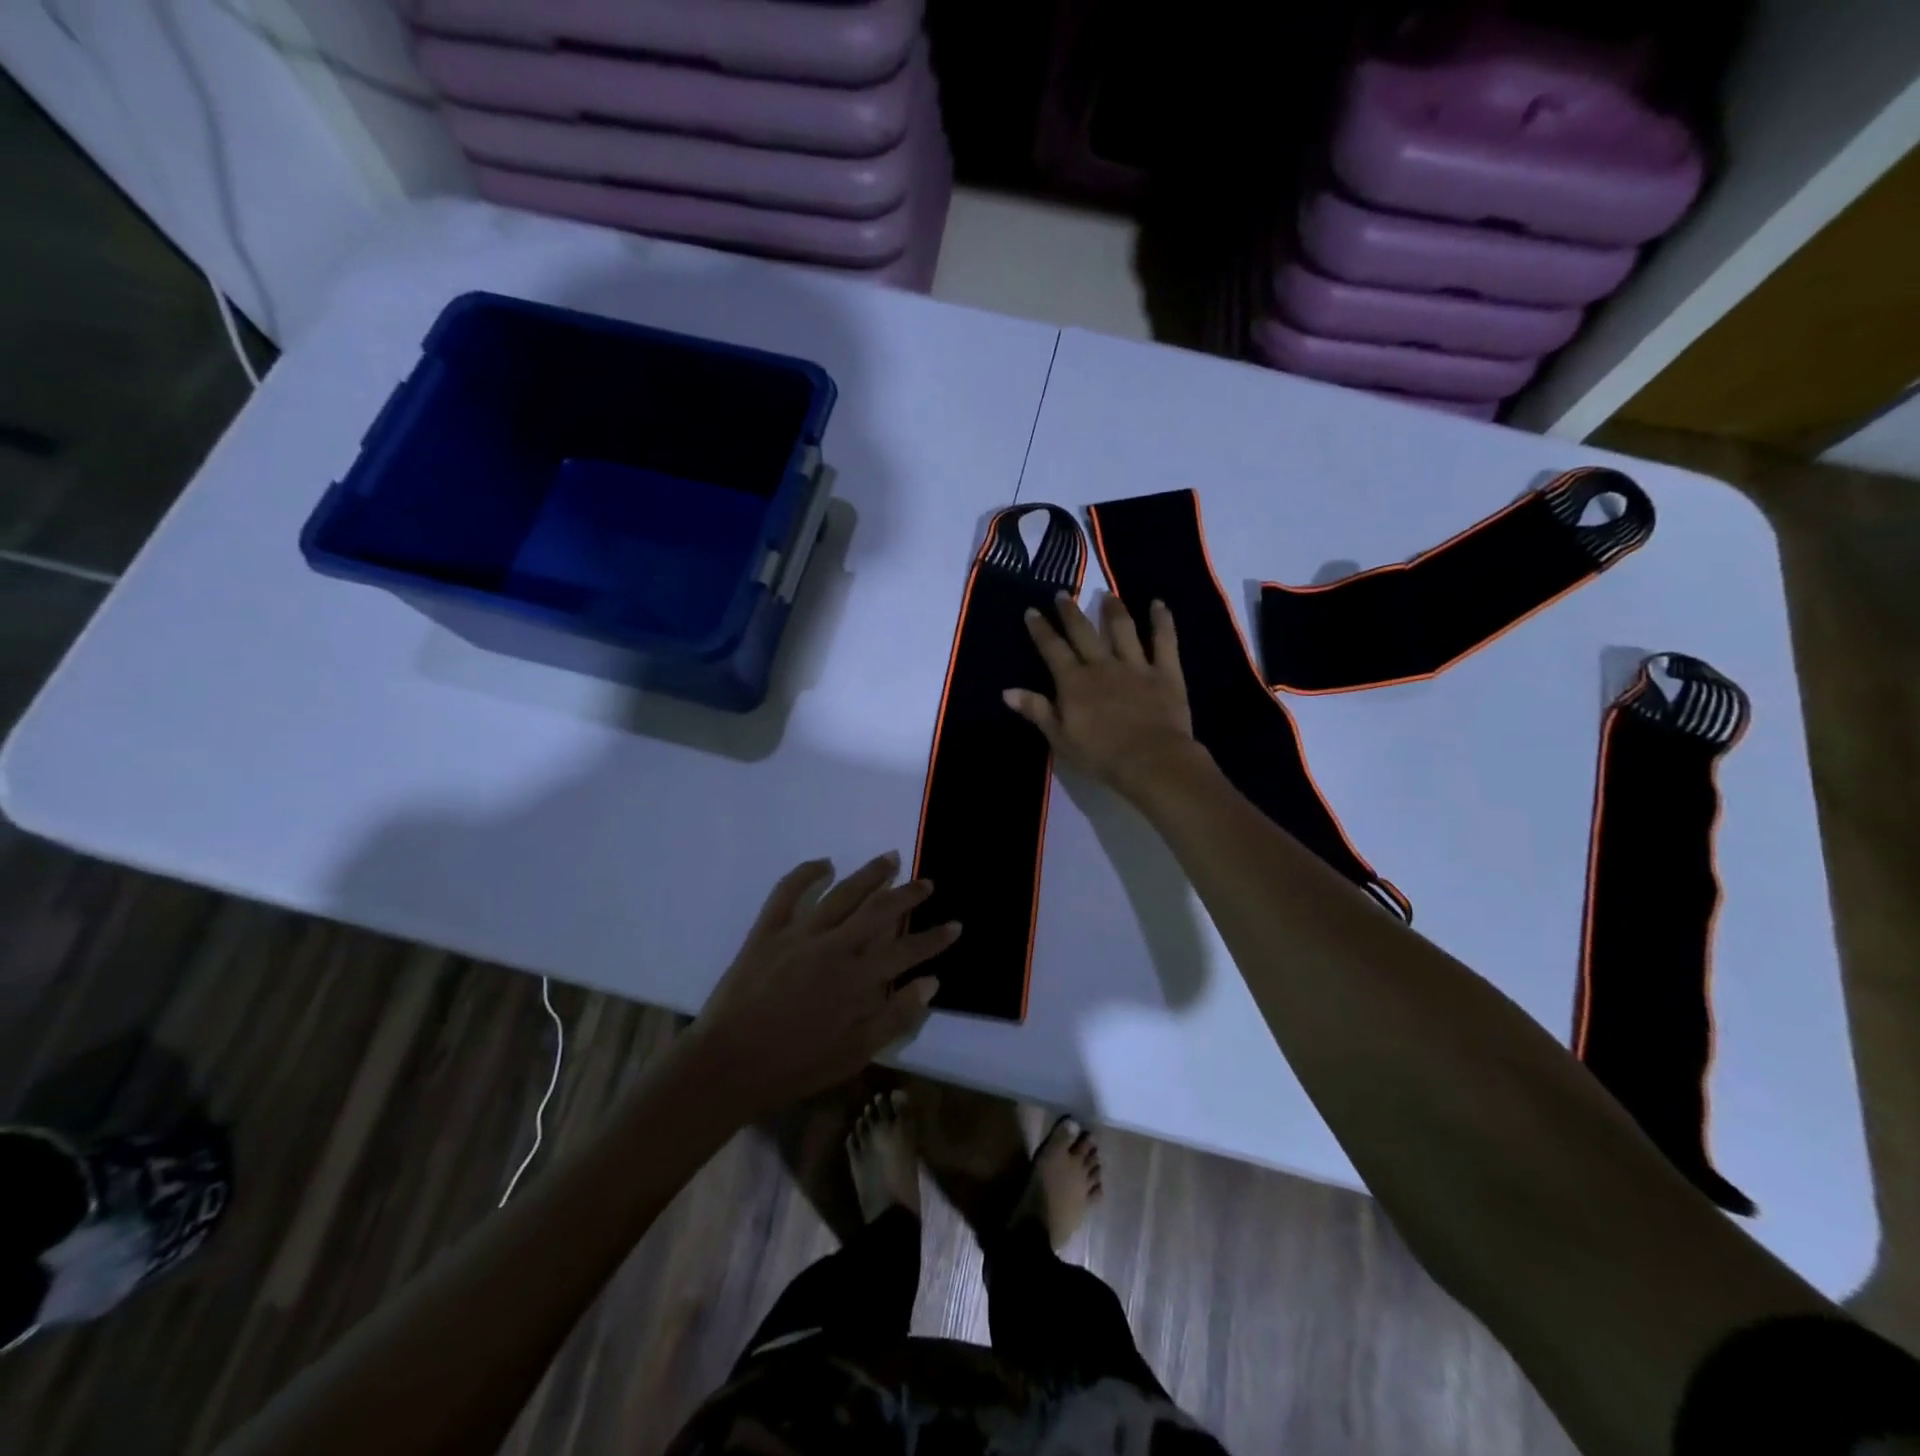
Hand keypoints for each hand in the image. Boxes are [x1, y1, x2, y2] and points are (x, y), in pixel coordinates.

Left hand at [689, 853, 958, 1116]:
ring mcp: (798, 934)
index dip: (934, 938)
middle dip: (907, 894)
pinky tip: (824, 864)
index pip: (906, 950)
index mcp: (856, 980)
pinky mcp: (767, 931)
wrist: (727, 1065)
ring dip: (869, 874)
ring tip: (890, 858)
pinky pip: (787, 892)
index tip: (955, 924)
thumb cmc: (795, 1066)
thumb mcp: (853, 1054)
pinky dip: (806, 873)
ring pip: (841, 894)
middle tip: (927, 882)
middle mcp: (833, 947)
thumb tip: (930, 983)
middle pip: (878, 910)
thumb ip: (895, 1017)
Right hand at [1004, 592, 1204, 797]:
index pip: (1052, 649)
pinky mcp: (1165, 672)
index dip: (1041, 629)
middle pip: (1083, 632)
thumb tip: (1007, 691)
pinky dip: (1162, 620)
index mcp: (1074, 682)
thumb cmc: (1101, 755)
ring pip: (1122, 629)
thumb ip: (1036, 710)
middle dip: (1070, 612)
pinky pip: (1164, 640)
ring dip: (1113, 610)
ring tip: (1107, 594)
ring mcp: (1136, 665)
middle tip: (1061, 594)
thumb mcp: (1060, 738)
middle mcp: (1102, 665)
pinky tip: (1158, 604)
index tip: (1032, 611)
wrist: (1151, 760)